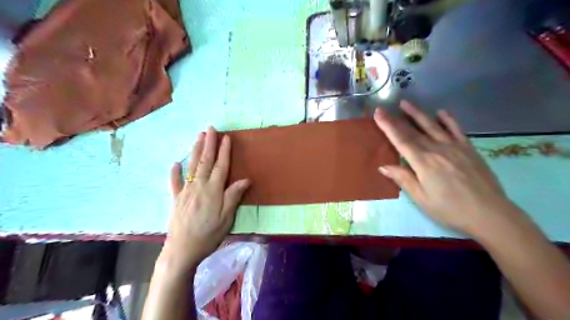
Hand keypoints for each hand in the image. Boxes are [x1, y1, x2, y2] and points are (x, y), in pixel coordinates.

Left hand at [160, 126, 250, 271]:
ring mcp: (185, 192)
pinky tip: (174, 164)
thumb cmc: (209, 234)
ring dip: (195, 151)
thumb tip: (245, 179)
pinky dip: (174, 172)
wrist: (182, 249)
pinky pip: (174, 183)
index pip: (220, 166)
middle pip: (205, 161)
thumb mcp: (227, 217)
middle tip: (210, 129)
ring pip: (191, 167)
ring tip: (197, 137)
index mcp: (213, 190)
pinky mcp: (176, 199)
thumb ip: (233, 196)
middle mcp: (198, 186)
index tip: (226, 137)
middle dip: (208, 144)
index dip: (224, 151)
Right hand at [376, 101, 516, 234]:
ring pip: (432, 126)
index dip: (388, 126)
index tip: (378, 114)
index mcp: (423, 162)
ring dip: (417, 113)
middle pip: (413, 131)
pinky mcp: (468, 149)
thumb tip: (383, 166)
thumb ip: (403, 179)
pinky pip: (456, 129)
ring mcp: (454, 147)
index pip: (401, 140)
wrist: (489, 213)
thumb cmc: (449, 209)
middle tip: (384, 108)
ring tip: (405, 103)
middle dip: (396, 119)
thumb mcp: (421, 198)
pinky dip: (448, 120)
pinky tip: (441, 112)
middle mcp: (437, 149)